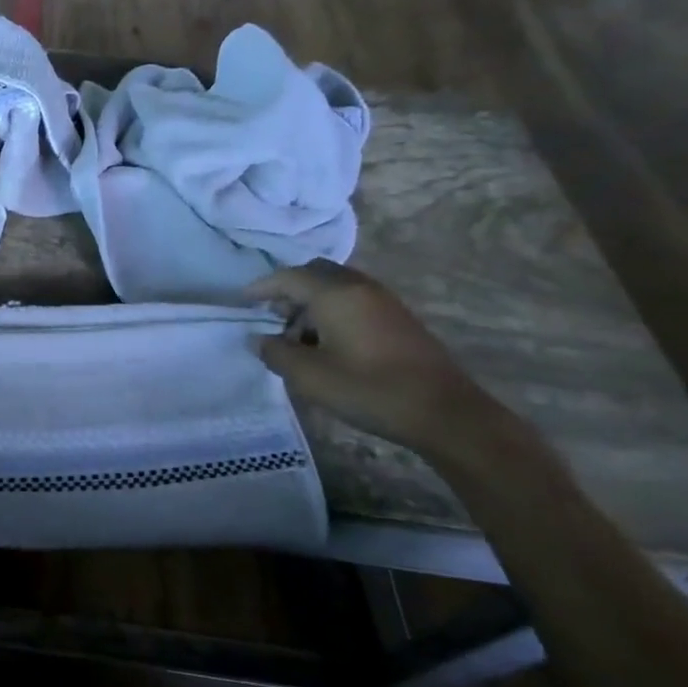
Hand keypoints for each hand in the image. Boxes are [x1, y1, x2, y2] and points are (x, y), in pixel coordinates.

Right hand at [245, 260, 501, 455]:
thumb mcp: (309, 376)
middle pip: (315, 273)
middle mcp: (360, 288)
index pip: (288, 277)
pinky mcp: (398, 319)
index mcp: (335, 294)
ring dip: (311, 303)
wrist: (444, 413)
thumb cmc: (369, 389)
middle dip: (289, 290)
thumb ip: (275, 353)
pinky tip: (328, 343)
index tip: (243, 302)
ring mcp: (383, 301)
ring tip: (298, 336)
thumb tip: (257, 339)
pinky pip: (354, 300)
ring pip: (336, 287)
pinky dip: (333, 311)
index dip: (262, 287)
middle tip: (272, 317)